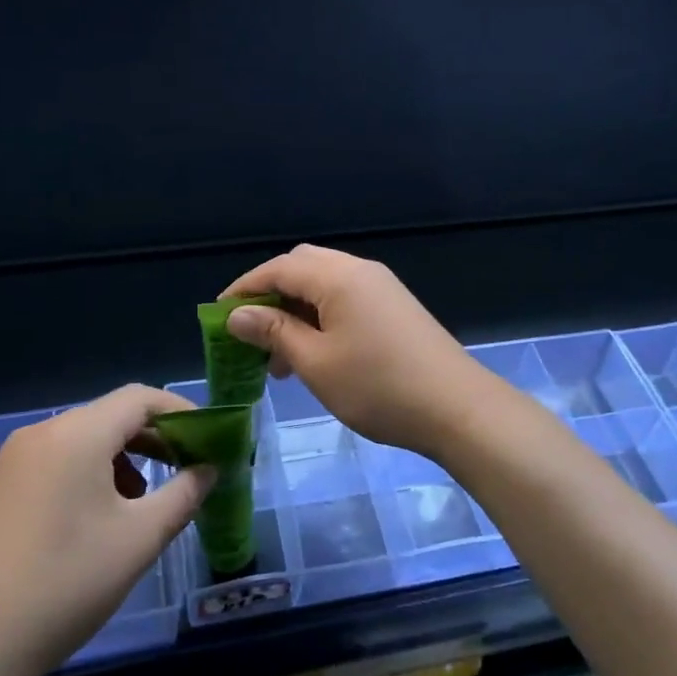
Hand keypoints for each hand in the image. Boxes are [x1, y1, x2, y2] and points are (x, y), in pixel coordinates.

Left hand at [0, 385, 212, 675]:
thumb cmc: (62, 585)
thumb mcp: (138, 541)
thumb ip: (183, 496)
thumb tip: (208, 470)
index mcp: (76, 434)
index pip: (140, 398)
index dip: (181, 411)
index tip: (210, 438)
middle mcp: (41, 434)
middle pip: (110, 417)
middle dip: (155, 439)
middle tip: (188, 469)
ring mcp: (11, 463)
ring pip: (83, 443)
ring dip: (123, 461)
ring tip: (144, 505)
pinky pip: (56, 465)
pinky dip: (89, 477)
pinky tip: (97, 523)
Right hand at [220, 245, 504, 458]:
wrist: (458, 408)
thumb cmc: (379, 386)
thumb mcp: (316, 363)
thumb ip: (274, 332)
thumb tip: (236, 315)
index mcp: (338, 276)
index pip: (278, 268)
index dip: (244, 288)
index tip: (218, 317)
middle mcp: (360, 270)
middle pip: (301, 267)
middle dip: (270, 295)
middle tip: (249, 333)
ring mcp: (381, 288)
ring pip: (324, 284)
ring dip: (295, 310)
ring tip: (277, 357)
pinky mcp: (394, 307)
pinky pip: (345, 299)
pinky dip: (320, 317)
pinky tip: (313, 355)